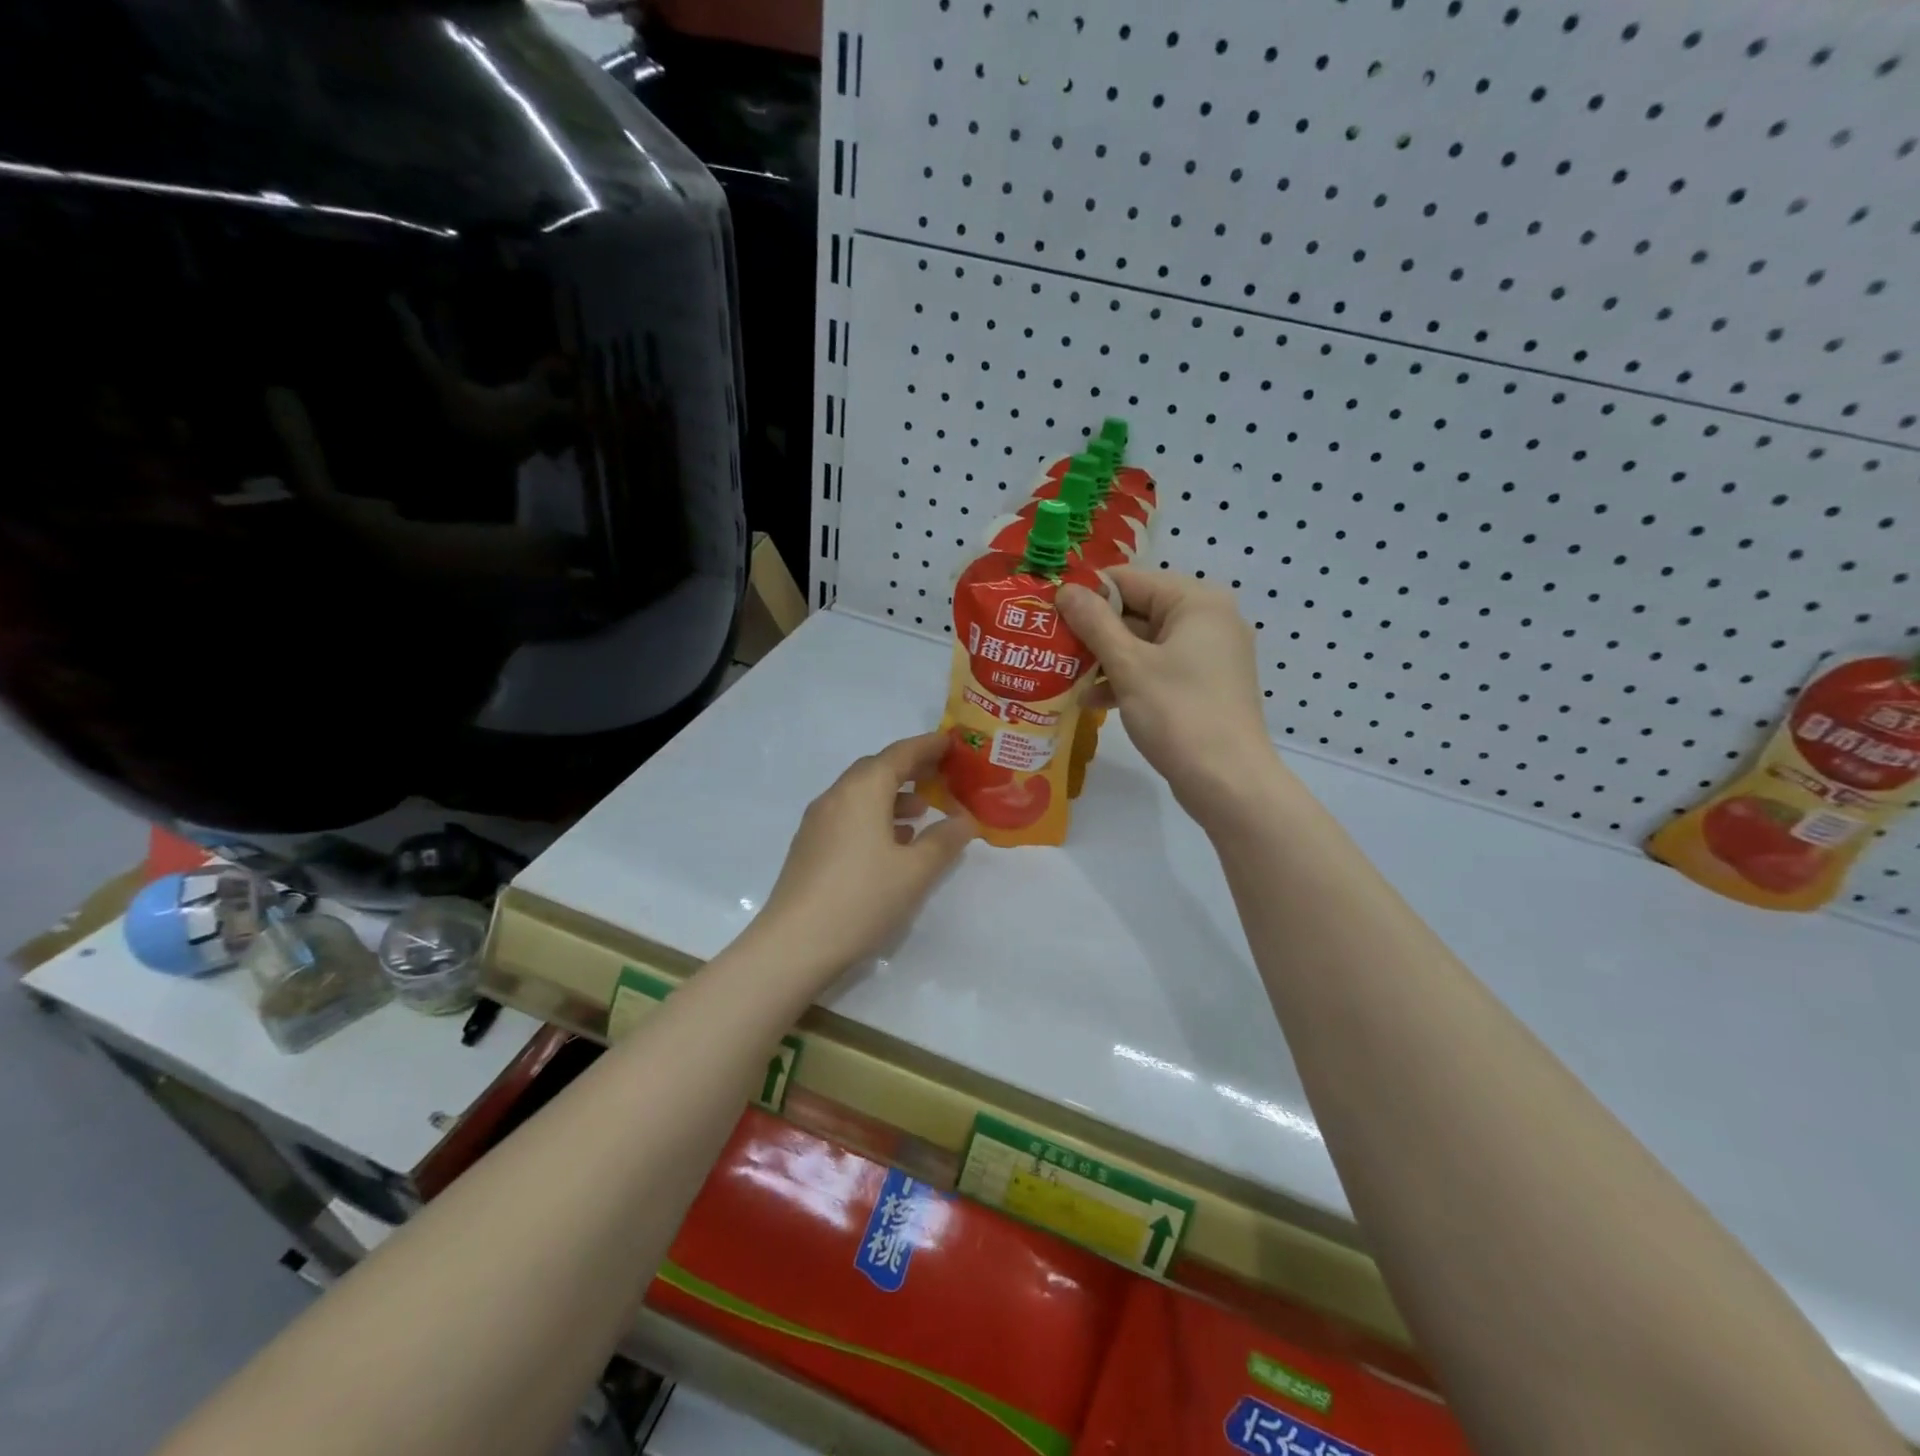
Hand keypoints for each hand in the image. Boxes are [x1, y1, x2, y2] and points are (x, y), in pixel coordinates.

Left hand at [752, 733, 975, 979]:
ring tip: (923, 811)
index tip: (952, 743)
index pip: (899, 754)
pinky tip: (892, 842)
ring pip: (861, 794)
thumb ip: (944, 840)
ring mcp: (818, 822)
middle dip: (910, 769)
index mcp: (862, 791)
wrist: (795, 944)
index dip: (928, 746)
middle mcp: (836, 796)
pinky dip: (875, 816)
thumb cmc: (862, 898)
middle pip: (877, 770)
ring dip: (893, 795)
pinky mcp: (810, 847)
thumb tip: (965, 820)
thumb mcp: (916, 871)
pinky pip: (849, 816)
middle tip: (942, 775)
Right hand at [1057, 568, 1280, 820]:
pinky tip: (1091, 699)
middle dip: (1092, 630)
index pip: (1129, 580)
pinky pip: (1156, 669)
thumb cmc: (1179, 714)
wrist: (1228, 782)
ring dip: (1104, 658)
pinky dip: (1126, 679)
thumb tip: (1065, 590)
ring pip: (1143, 643)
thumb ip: (1094, 623)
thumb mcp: (1129, 665)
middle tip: (1048, 643)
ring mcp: (1207, 655)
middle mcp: (1207, 620)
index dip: (1086, 593)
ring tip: (1061, 673)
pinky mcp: (1201, 686)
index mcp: (1196, 602)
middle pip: (1137, 611)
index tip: (1047, 610)